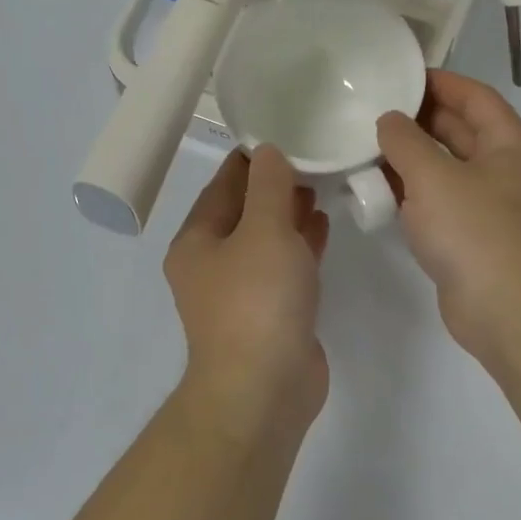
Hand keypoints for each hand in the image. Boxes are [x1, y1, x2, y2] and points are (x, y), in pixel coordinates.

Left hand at [166, 148, 331, 431]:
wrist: (264, 389)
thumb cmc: (257, 301)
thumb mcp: (264, 230)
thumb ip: (269, 187)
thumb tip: (268, 153)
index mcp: (197, 242)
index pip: (223, 185)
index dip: (251, 158)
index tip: (284, 130)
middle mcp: (213, 265)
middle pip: (245, 212)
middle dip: (275, 186)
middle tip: (313, 155)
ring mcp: (242, 293)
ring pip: (267, 241)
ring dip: (290, 215)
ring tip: (322, 184)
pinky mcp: (271, 315)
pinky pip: (284, 268)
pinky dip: (301, 246)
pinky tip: (323, 225)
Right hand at [377, 71, 520, 363]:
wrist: (506, 311)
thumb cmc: (476, 232)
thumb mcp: (434, 176)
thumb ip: (405, 141)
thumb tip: (388, 121)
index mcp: (509, 143)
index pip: (474, 96)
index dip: (438, 81)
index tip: (396, 75)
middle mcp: (503, 169)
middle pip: (459, 131)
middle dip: (417, 120)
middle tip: (369, 111)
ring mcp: (488, 206)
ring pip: (444, 170)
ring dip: (410, 160)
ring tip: (364, 147)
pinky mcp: (470, 238)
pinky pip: (438, 203)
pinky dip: (411, 195)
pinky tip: (377, 192)